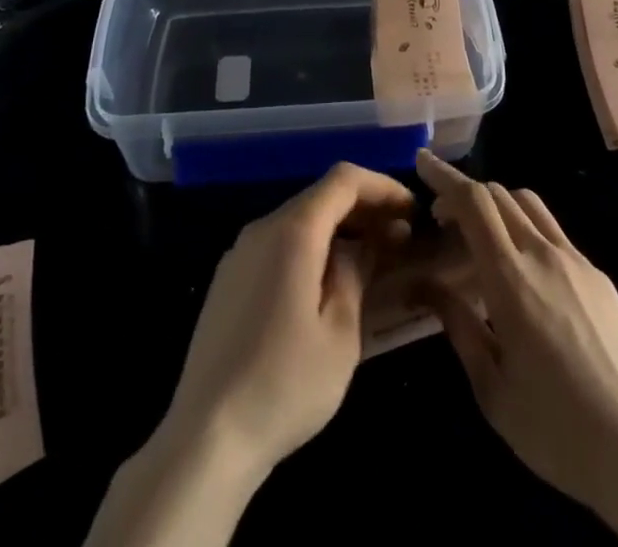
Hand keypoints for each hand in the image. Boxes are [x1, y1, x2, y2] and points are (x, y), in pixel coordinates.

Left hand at [86, 164, 414, 546]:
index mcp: (293, 231)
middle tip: (400, 237)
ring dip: (338, 229)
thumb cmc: (285, 385)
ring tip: (372, 258)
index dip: (382, 187)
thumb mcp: (340, 333)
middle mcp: (263, 228)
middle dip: (364, 208)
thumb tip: (370, 243)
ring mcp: (240, 252)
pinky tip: (328, 282)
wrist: (206, 437)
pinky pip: (278, 244)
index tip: (412, 211)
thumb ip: (357, 274)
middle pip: (321, 196)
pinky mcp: (229, 279)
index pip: (344, 180)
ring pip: (299, 220)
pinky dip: (311, 247)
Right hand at [414, 151, 617, 546]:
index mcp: (511, 278)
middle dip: (465, 192)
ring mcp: (577, 261)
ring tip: (480, 235)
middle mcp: (543, 254)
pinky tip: (523, 270)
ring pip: (529, 205)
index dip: (445, 176)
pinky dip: (525, 227)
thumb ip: (457, 326)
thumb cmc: (556, 429)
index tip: (422, 161)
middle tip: (442, 218)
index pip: (474, 202)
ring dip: (497, 203)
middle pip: (499, 194)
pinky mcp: (599, 277)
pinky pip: (554, 232)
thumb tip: (425, 284)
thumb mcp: (491, 388)